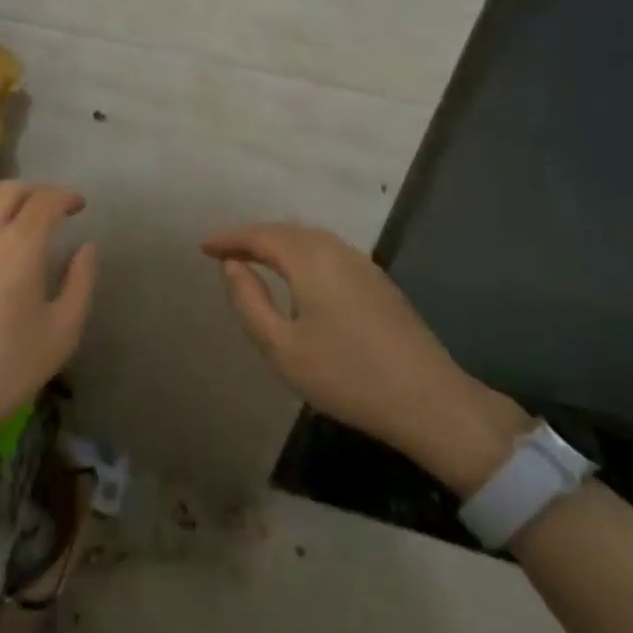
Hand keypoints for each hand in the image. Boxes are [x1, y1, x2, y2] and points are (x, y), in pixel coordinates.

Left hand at [0, 182, 96, 490]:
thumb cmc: (7, 370)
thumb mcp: (62, 332)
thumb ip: (80, 282)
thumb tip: (86, 247)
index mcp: (20, 245)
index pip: (45, 200)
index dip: (65, 196)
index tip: (78, 206)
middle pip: (8, 190)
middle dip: (34, 192)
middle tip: (49, 209)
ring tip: (11, 222)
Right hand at [202, 223, 527, 493]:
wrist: (429, 401)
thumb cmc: (346, 375)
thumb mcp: (281, 347)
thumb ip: (249, 301)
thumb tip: (233, 266)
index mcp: (310, 260)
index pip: (261, 236)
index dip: (230, 239)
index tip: (203, 247)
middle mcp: (337, 251)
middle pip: (287, 231)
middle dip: (253, 236)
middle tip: (224, 251)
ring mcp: (363, 266)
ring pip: (311, 239)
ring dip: (279, 243)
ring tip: (255, 258)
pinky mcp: (379, 283)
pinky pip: (329, 252)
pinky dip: (302, 253)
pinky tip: (298, 274)